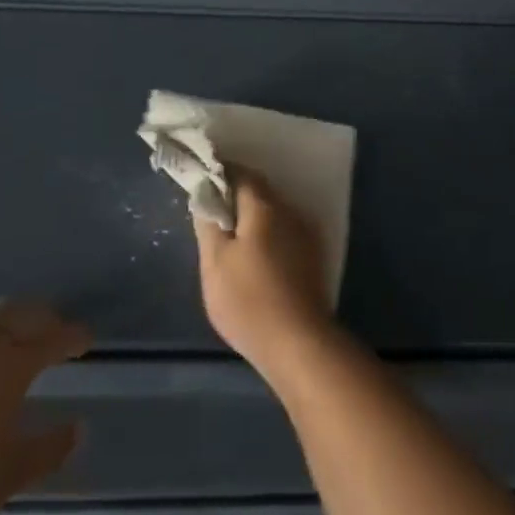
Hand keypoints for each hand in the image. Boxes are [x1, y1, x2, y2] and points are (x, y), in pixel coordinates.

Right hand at [193, 172, 338, 378]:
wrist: (297, 341)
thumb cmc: (248, 300)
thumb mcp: (214, 262)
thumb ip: (208, 223)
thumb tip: (205, 195)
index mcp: (264, 207)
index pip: (241, 173)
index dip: (219, 173)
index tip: (201, 181)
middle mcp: (290, 211)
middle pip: (260, 191)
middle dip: (235, 195)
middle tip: (210, 212)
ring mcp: (306, 233)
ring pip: (274, 212)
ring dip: (252, 216)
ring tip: (229, 236)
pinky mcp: (313, 256)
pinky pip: (284, 231)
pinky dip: (266, 233)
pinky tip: (254, 255)